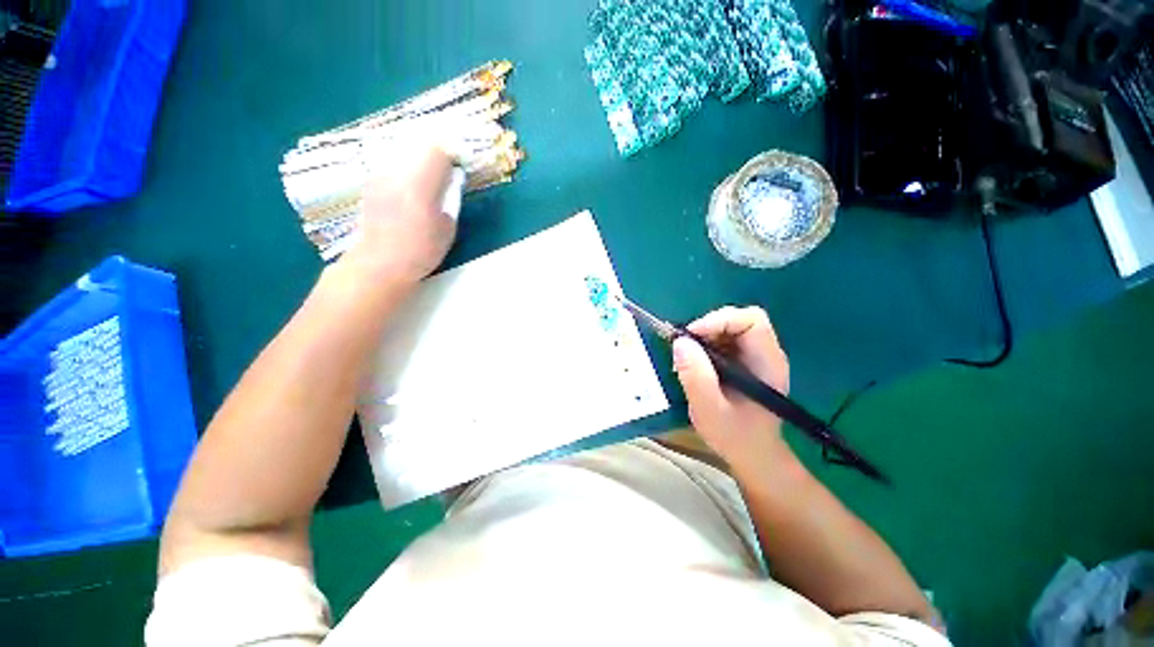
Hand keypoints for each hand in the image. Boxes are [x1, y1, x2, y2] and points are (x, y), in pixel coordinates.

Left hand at [342, 144, 457, 284]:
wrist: (380, 264)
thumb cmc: (421, 251)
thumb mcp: (447, 228)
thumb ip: (450, 200)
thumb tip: (451, 182)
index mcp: (420, 185)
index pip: (437, 152)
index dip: (451, 156)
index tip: (458, 167)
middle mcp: (397, 174)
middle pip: (418, 150)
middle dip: (434, 159)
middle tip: (444, 176)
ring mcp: (379, 178)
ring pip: (404, 158)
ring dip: (418, 167)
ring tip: (425, 188)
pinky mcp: (370, 186)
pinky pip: (392, 171)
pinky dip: (404, 176)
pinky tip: (407, 197)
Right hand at [673, 306, 791, 475]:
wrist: (752, 454)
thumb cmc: (735, 436)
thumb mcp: (709, 409)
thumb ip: (696, 377)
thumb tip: (680, 342)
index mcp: (767, 363)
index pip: (752, 320)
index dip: (720, 320)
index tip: (691, 336)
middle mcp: (765, 353)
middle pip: (739, 319)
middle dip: (708, 327)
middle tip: (685, 347)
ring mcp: (755, 356)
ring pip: (728, 327)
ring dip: (703, 336)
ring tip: (687, 357)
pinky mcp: (743, 361)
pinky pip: (723, 339)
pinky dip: (704, 344)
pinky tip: (694, 362)